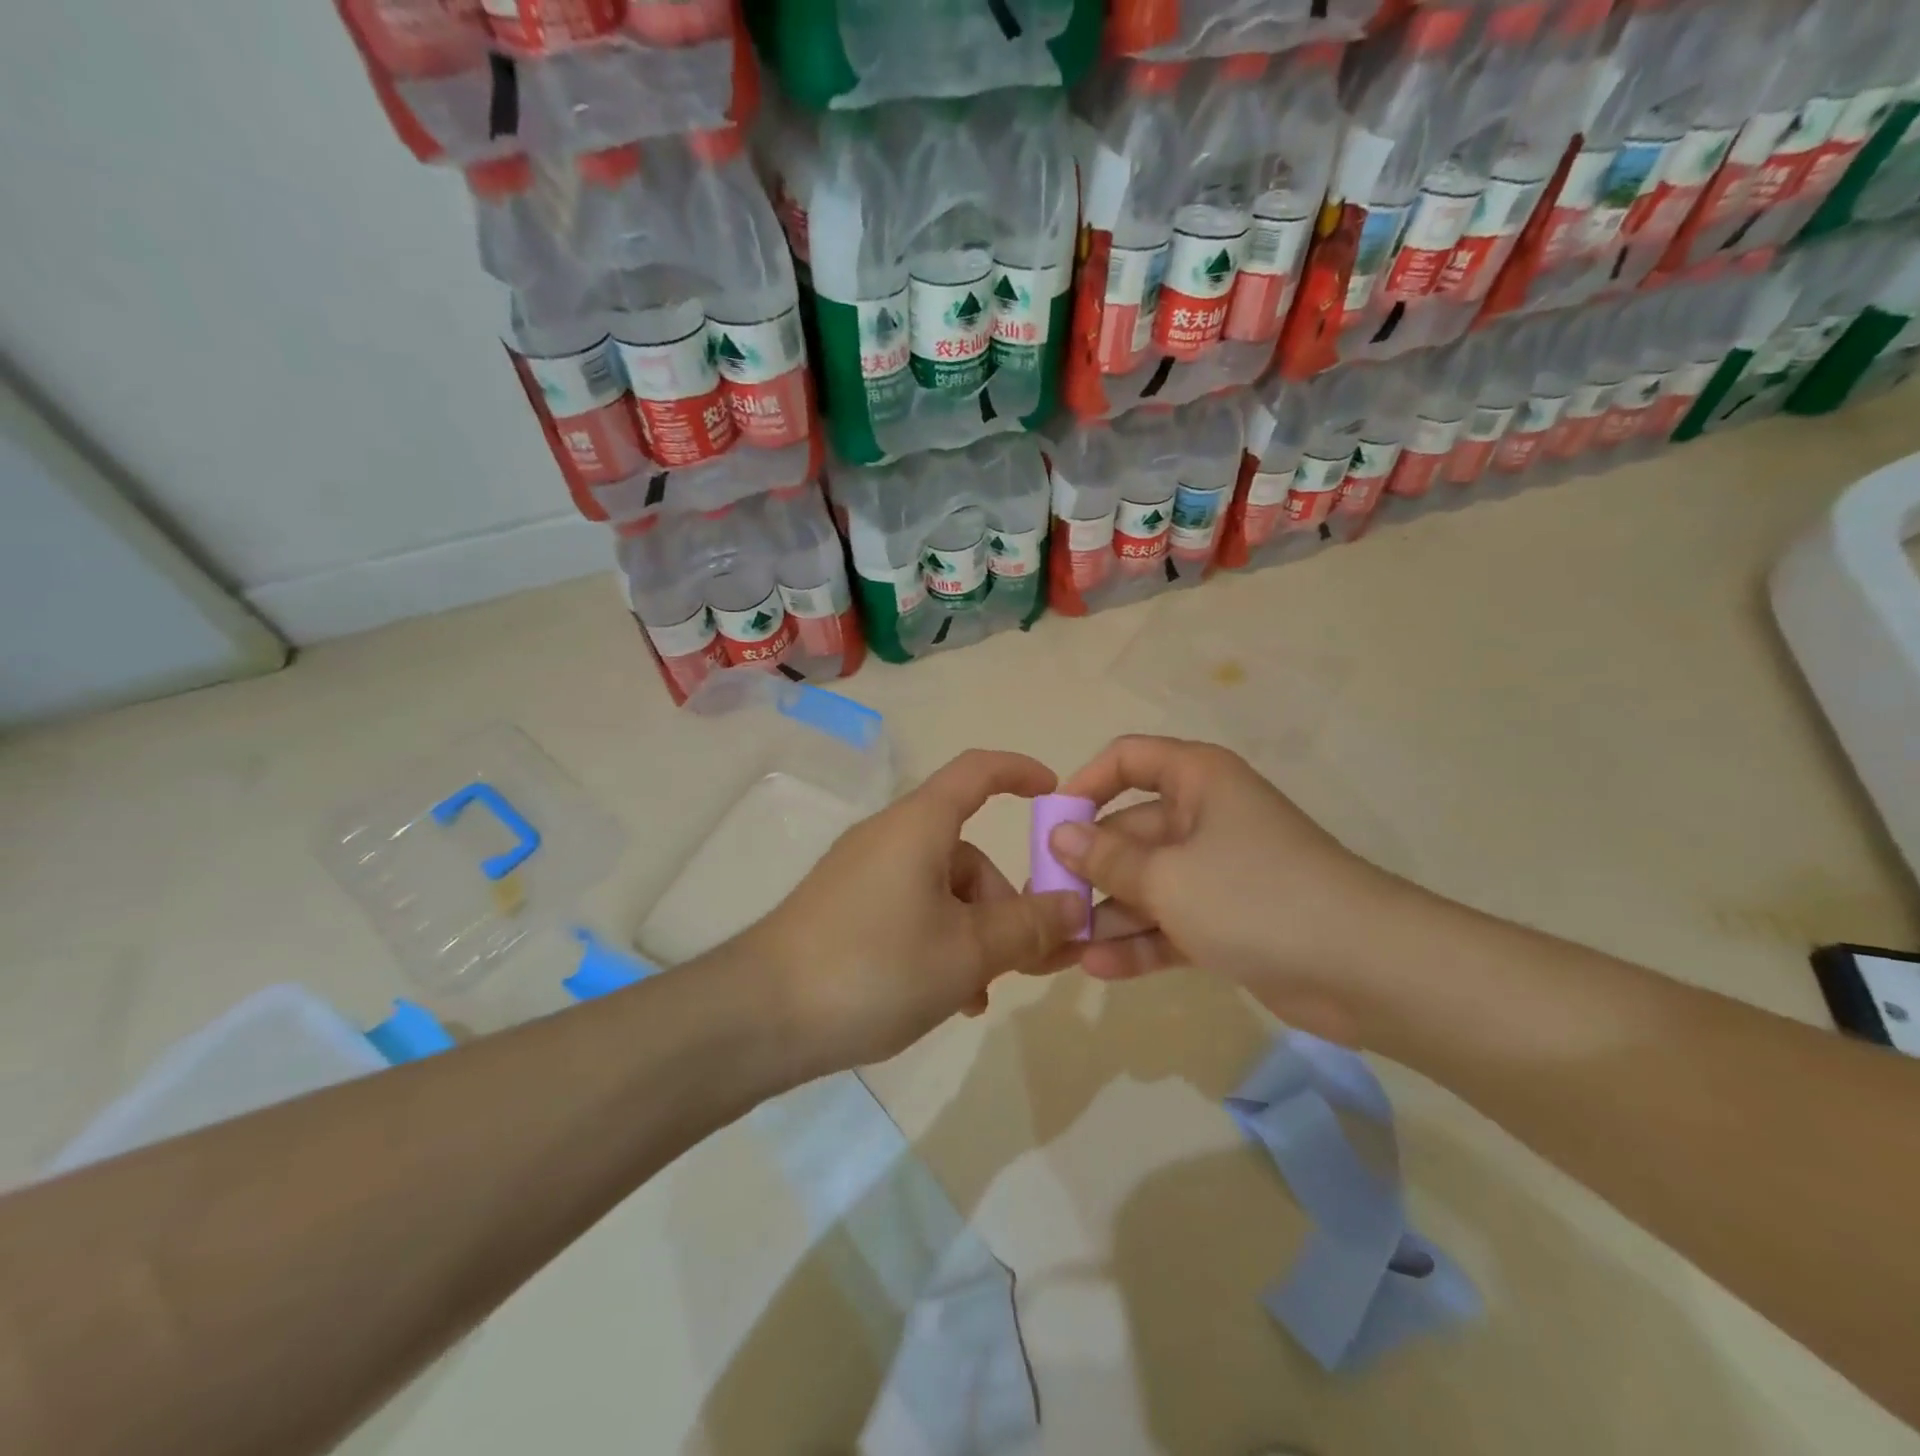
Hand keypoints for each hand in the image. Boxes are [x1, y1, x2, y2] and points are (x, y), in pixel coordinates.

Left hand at [740, 750, 1086, 1075]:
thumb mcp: (967, 952)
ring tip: (981, 994)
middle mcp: (890, 837)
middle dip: (1005, 903)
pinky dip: (939, 943)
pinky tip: (947, 997)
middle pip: (966, 852)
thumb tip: (1074, 905)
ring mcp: (862, 874)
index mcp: (920, 825)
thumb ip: (1028, 927)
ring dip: (974, 934)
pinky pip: (910, 912)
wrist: (759, 1015)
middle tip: (1029, 960)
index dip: (1019, 772)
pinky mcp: (844, 909)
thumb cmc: (875, 967)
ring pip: (941, 891)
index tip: (1055, 795)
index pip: (977, 771)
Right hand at [1048, 735, 1402, 1043]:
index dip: (1086, 784)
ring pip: (1148, 883)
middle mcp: (1205, 817)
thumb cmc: (1256, 897)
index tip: (1053, 824)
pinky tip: (1099, 969)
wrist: (1369, 970)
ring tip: (1064, 947)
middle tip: (1047, 902)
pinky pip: (1171, 921)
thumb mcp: (1168, 877)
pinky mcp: (1230, 919)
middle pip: (1131, 830)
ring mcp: (1218, 871)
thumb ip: (1107, 858)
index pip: (1128, 759)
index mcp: (1198, 780)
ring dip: (1109, 913)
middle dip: (1089, 868)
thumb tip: (1059, 834)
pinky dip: (1141, 942)